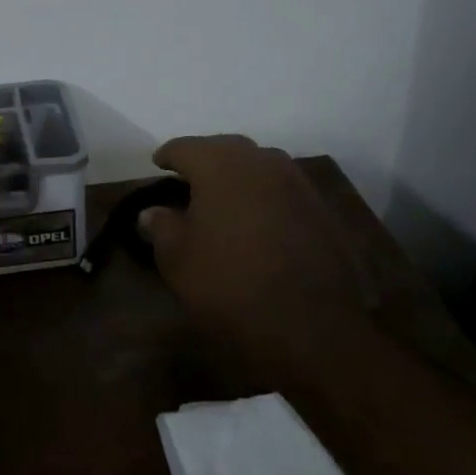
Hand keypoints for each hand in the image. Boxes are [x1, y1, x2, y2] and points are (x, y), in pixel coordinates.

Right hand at [139, 135, 370, 330]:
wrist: (312, 327)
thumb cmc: (230, 283)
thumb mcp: (177, 259)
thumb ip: (162, 226)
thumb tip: (153, 212)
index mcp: (219, 164)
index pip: (185, 147)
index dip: (168, 156)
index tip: (158, 165)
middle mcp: (260, 161)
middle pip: (225, 148)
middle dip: (205, 159)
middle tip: (189, 178)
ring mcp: (297, 183)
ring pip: (259, 166)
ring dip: (239, 176)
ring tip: (224, 197)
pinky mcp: (322, 210)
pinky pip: (283, 190)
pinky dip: (265, 197)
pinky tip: (258, 220)